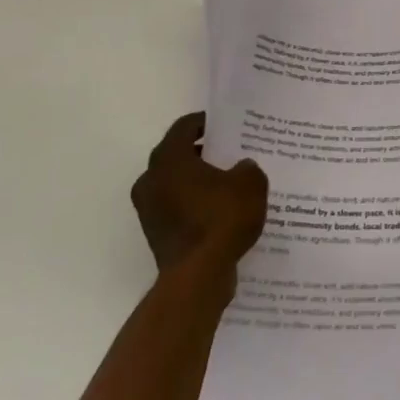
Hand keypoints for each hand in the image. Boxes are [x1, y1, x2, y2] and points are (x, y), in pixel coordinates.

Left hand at [131, 113, 269, 275]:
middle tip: (231, 153)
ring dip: (198, 181)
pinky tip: (221, 212)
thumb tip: (240, 168)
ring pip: (176, 184)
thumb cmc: (221, 218)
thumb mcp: (250, 183)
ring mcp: (149, 210)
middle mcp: (151, 180)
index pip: (185, 127)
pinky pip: (177, 208)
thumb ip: (247, 167)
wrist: (198, 276)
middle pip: (178, 155)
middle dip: (203, 153)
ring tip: (229, 184)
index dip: (206, 122)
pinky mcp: (156, 234)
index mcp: (169, 158)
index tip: (226, 125)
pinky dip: (195, 205)